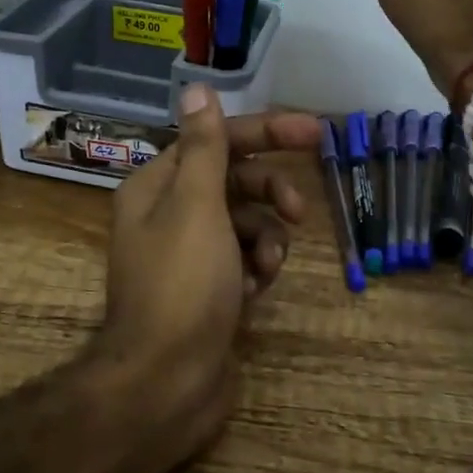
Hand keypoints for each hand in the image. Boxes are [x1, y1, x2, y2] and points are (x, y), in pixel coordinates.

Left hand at [92, 84, 321, 455]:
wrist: (166, 384)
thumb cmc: (183, 286)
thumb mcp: (196, 205)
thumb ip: (204, 147)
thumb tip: (197, 87)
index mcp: (157, 187)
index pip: (217, 141)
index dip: (266, 132)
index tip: (315, 132)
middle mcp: (169, 215)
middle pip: (234, 182)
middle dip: (270, 193)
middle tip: (300, 211)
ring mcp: (191, 256)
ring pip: (246, 223)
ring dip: (266, 238)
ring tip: (267, 267)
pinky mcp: (210, 290)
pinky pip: (245, 260)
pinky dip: (256, 269)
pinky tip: (255, 291)